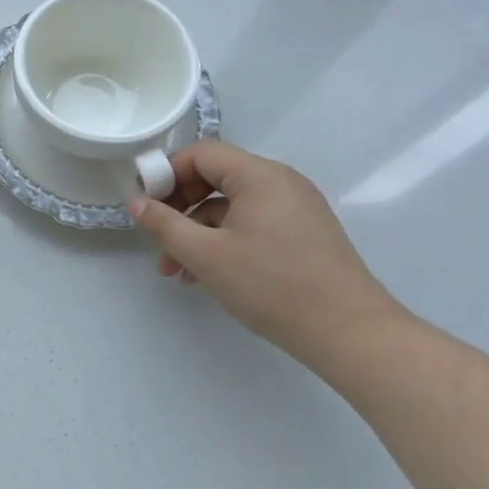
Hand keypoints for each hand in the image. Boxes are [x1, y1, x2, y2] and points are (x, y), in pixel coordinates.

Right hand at [129, 141, 402, 354]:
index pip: (201, 154)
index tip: (147, 206)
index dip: (168, 174)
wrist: (351, 334)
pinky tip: (209, 275)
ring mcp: (297, 208)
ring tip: (178, 271)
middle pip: (216, 179)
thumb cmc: (273, 286)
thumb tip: (136, 202)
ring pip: (232, 207)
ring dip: (199, 232)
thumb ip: (165, 224)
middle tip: (159, 240)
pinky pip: (253, 224)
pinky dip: (226, 241)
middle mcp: (281, 182)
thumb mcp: (206, 255)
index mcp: (260, 176)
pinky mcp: (305, 234)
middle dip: (180, 208)